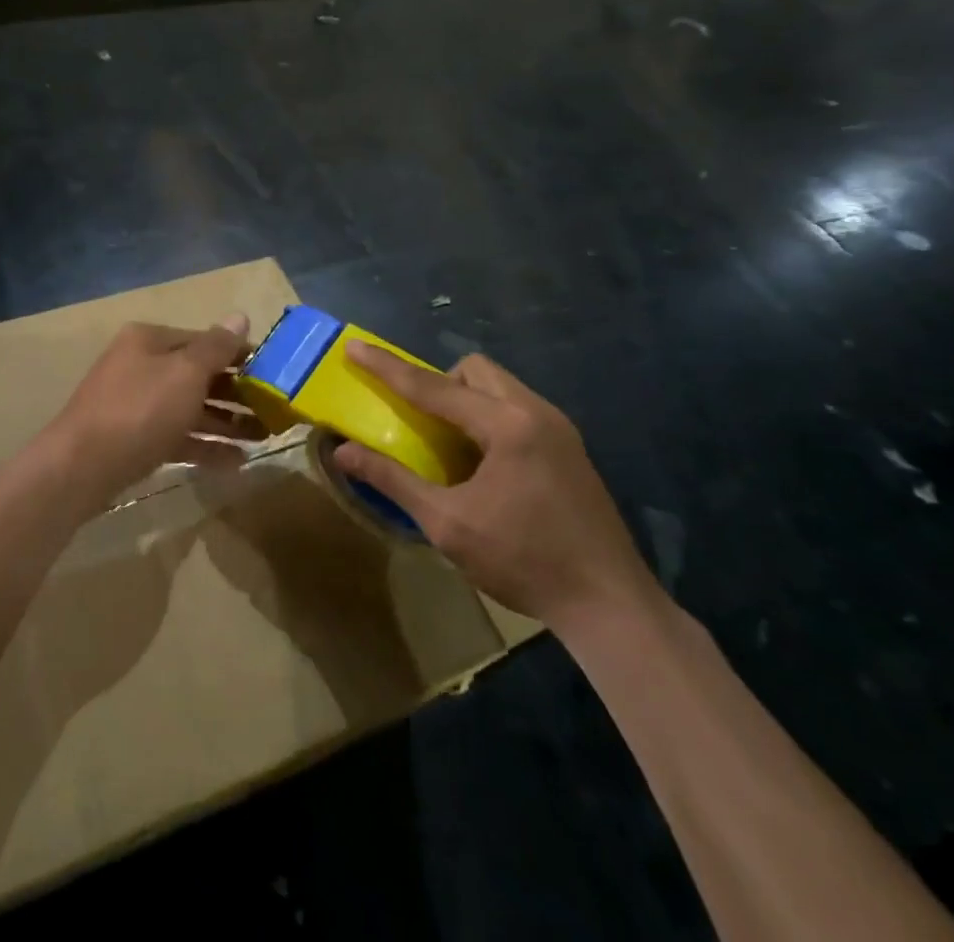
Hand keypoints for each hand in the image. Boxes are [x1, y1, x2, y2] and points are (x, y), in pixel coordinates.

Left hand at [36, 316, 263, 510]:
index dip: (240, 355)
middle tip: (274, 411)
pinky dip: (206, 447)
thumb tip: (240, 317)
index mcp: (150, 341)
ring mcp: (136, 405)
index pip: (204, 340)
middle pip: (198, 375)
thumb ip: (216, 347)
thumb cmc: (139, 409)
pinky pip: (178, 437)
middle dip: (237, 393)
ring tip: (264, 438)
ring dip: (227, 422)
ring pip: (191, 408)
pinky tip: (237, 463)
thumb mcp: (185, 373)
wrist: (80, 467)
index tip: (274, 373)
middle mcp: (142, 366)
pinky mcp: (135, 440)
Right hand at [334, 344, 656, 629]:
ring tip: (448, 444)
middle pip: (474, 371)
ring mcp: (559, 428)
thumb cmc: (523, 562)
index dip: (388, 368)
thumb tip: (342, 453)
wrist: (610, 605)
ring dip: (465, 400)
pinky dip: (488, 418)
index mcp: (506, 426)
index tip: (355, 348)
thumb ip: (393, 481)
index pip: (433, 386)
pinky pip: (516, 409)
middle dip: (438, 383)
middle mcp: (536, 412)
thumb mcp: (448, 524)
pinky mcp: (569, 448)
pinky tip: (483, 464)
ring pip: (499, 387)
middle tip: (419, 421)